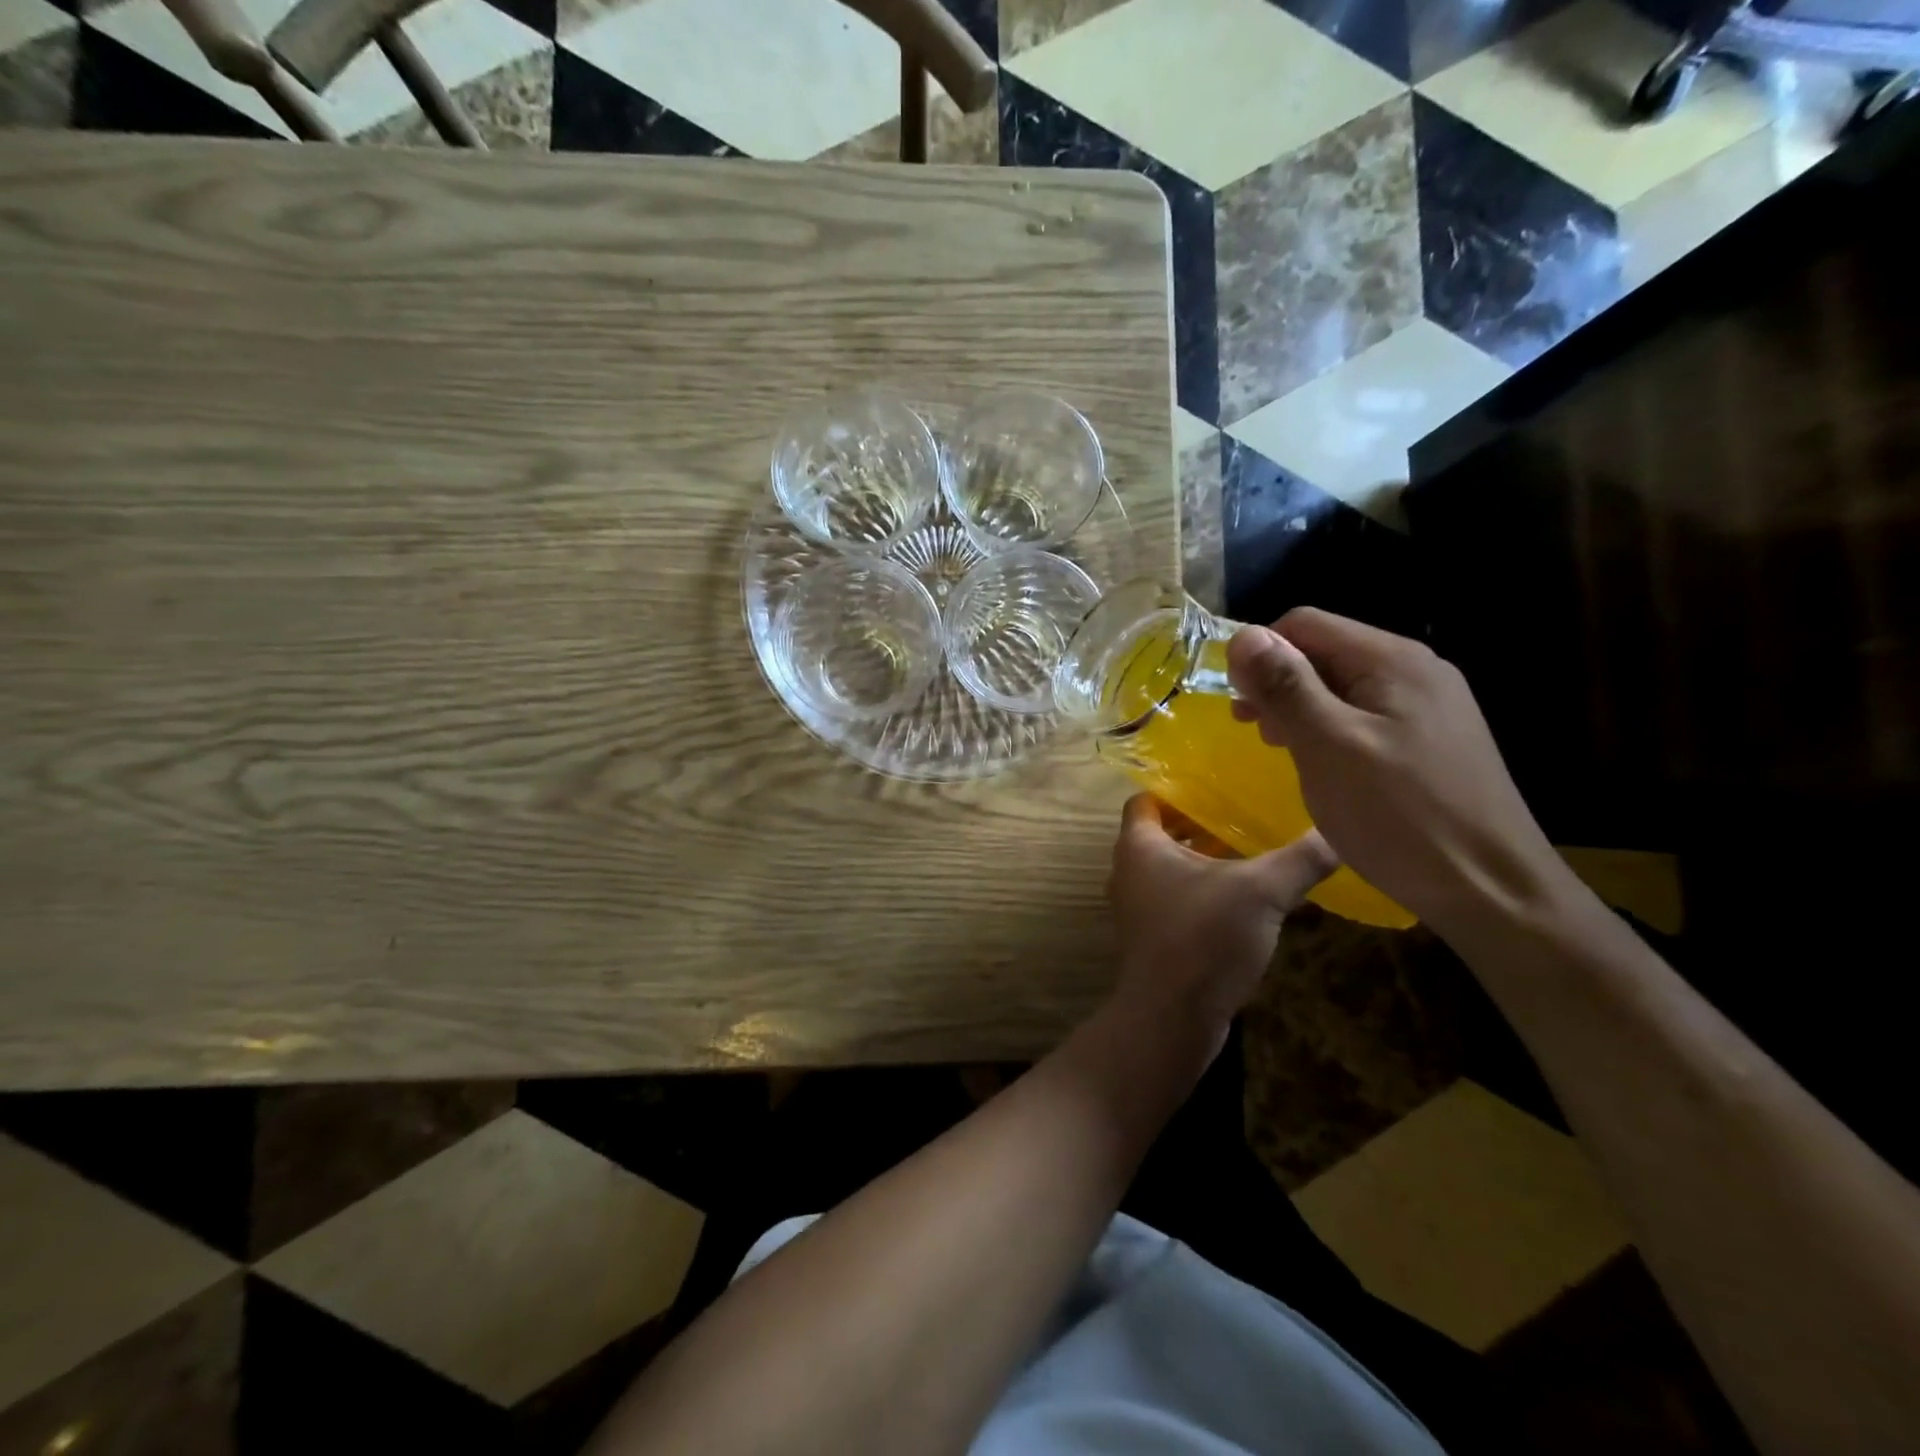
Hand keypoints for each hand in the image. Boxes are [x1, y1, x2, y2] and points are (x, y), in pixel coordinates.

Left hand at [1106, 794, 1337, 1037]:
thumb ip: (1300, 858)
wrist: (1170, 1019)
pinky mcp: (1153, 939)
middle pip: (1161, 833)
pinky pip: (1177, 900)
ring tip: (1254, 852)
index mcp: (1139, 846)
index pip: (1147, 800)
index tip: (1218, 786)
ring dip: (1206, 861)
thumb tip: (1339, 830)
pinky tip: (1246, 901)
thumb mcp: (1261, 891)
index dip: (1177, 790)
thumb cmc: (1203, 938)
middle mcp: (1129, 872)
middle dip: (1201, 824)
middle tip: (1246, 815)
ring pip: (1171, 869)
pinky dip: (1205, 892)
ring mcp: (1138, 908)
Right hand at [1225, 608, 1572, 931]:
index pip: (1305, 624)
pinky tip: (1322, 764)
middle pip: (1326, 652)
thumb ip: (1286, 686)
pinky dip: (1330, 730)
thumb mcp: (1328, 746)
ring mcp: (1430, 706)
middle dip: (1278, 682)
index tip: (1237, 703)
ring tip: (1280, 748)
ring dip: (1300, 708)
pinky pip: (1366, 716)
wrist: (1490, 890)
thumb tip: (1243, 634)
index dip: (1260, 654)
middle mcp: (1416, 670)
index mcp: (1392, 660)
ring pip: (1343, 686)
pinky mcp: (1432, 740)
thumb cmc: (1398, 815)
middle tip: (1252, 730)